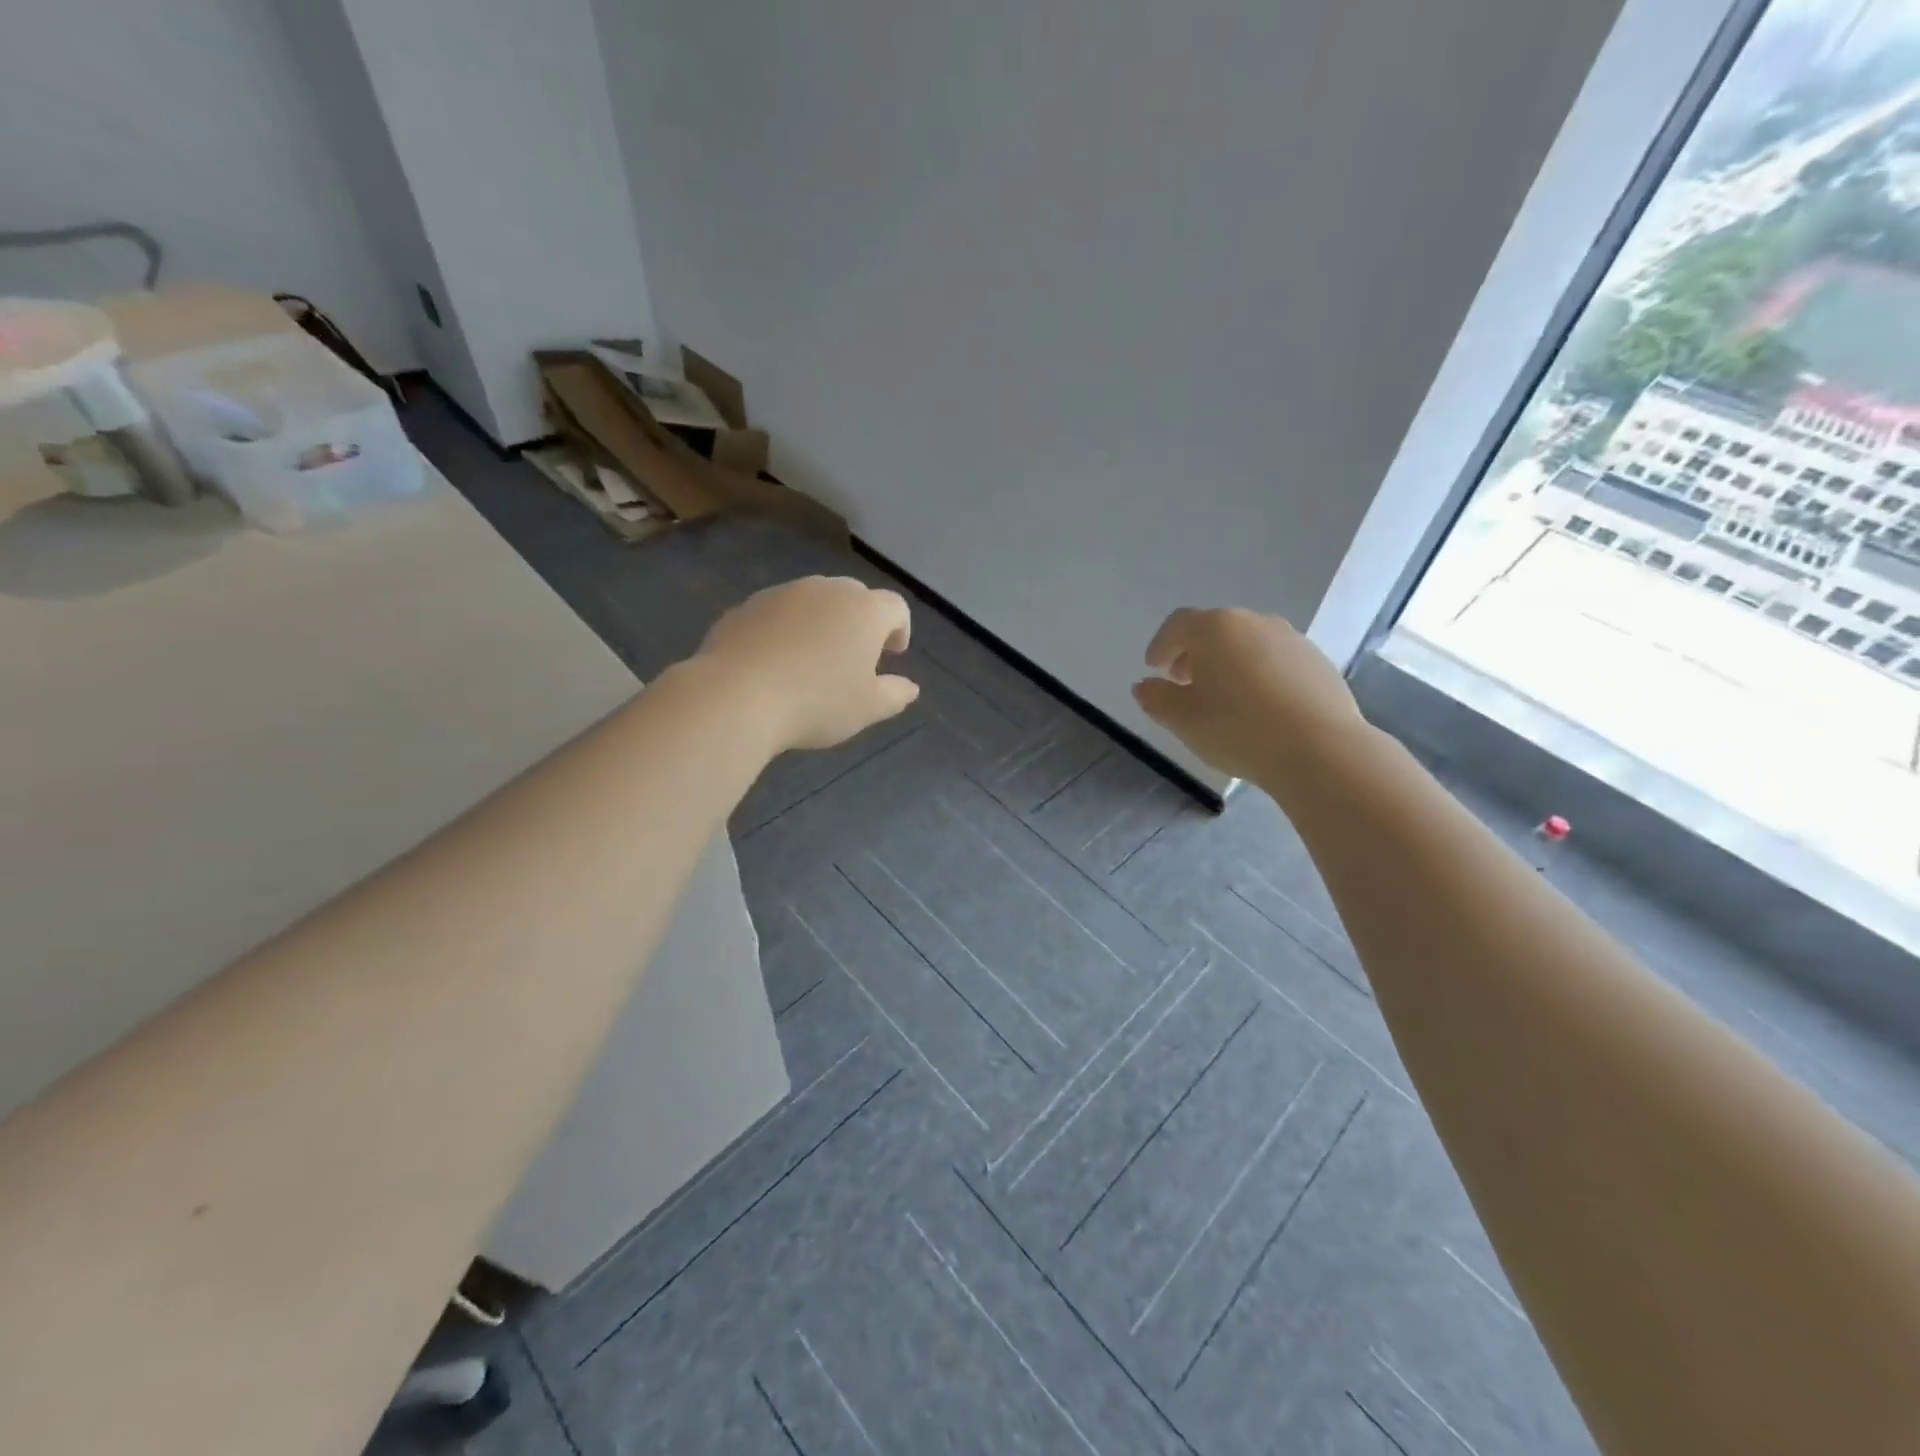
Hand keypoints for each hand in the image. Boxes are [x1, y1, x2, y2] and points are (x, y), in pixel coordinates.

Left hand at [696, 576, 918, 751]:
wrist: (737, 696)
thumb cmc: (817, 702)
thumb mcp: (867, 708)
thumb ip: (895, 694)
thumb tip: (911, 688)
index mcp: (864, 611)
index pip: (895, 607)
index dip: (900, 629)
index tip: (893, 654)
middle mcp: (826, 590)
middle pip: (854, 596)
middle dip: (860, 621)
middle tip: (855, 655)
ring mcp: (782, 593)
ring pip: (813, 601)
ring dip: (821, 622)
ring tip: (813, 658)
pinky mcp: (746, 606)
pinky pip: (777, 613)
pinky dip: (785, 629)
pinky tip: (776, 661)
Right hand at [1132, 607, 1366, 785]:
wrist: (1319, 749)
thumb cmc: (1237, 729)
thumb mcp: (1182, 719)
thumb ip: (1156, 698)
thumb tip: (1144, 685)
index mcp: (1215, 628)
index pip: (1178, 625)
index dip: (1161, 645)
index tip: (1154, 668)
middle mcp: (1254, 622)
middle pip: (1215, 630)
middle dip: (1195, 653)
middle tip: (1184, 682)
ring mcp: (1292, 639)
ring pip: (1248, 644)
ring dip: (1229, 663)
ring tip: (1223, 697)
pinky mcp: (1318, 662)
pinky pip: (1276, 661)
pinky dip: (1259, 675)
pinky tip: (1259, 707)